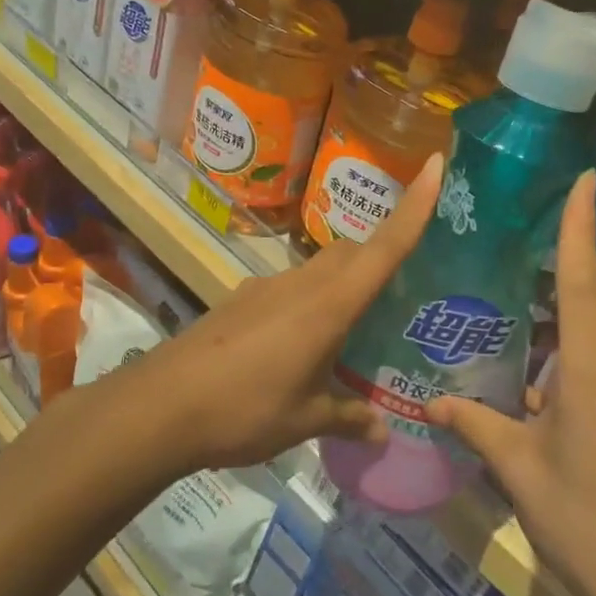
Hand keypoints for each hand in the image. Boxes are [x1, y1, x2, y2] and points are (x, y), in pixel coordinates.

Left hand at [122, 154, 443, 475]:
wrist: (159, 408)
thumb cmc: (244, 410)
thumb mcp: (304, 421)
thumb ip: (347, 419)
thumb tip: (383, 432)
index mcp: (328, 306)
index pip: (384, 247)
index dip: (414, 205)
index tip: (436, 164)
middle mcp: (300, 284)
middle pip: (351, 252)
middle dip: (379, 255)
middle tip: (401, 291)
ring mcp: (265, 288)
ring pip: (318, 269)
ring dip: (341, 284)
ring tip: (354, 329)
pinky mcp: (240, 300)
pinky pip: (289, 289)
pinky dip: (307, 303)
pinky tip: (299, 346)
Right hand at [429, 172, 595, 595]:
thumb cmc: (585, 521)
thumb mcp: (519, 471)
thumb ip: (477, 427)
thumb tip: (433, 403)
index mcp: (592, 372)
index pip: (582, 281)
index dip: (581, 227)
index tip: (586, 179)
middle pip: (595, 302)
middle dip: (568, 266)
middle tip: (524, 244)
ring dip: (567, 316)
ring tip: (517, 310)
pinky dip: (572, 358)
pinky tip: (536, 383)